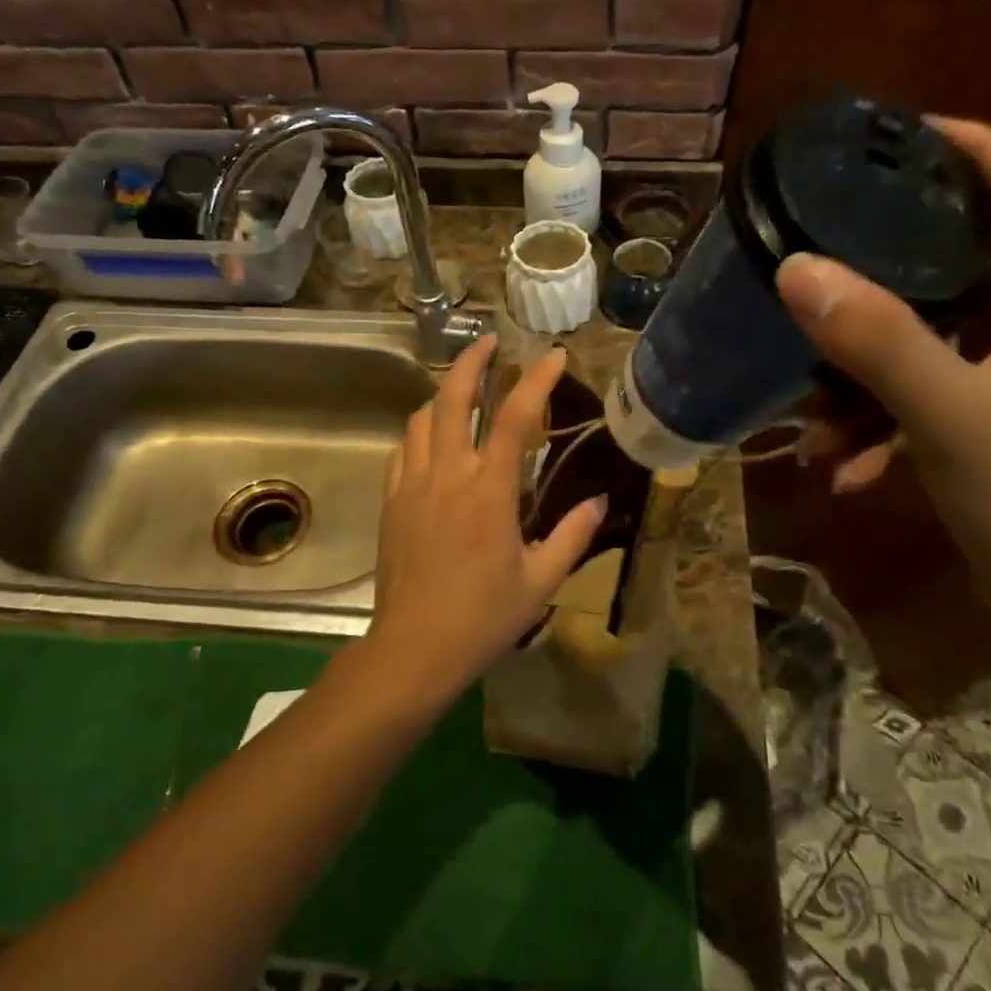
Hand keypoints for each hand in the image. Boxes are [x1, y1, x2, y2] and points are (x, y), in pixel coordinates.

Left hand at [365, 334, 605, 697]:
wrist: (414, 648)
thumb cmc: (483, 617)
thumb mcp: (541, 580)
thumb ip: (572, 535)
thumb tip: (599, 500)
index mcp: (488, 491)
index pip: (516, 418)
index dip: (537, 379)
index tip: (555, 355)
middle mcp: (447, 475)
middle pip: (453, 398)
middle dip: (471, 362)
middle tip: (488, 342)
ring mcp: (412, 485)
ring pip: (422, 418)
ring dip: (444, 394)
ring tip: (464, 389)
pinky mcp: (391, 502)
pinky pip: (403, 449)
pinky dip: (421, 431)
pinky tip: (433, 438)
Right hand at [775, 119, 990, 630]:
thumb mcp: (952, 415)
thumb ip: (877, 339)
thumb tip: (797, 267)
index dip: (977, 148)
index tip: (904, 132)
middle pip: (970, 261)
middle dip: (895, 256)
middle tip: (831, 239)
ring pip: (935, 343)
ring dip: (869, 370)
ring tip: (811, 410)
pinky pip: (928, 401)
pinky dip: (884, 424)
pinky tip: (843, 470)